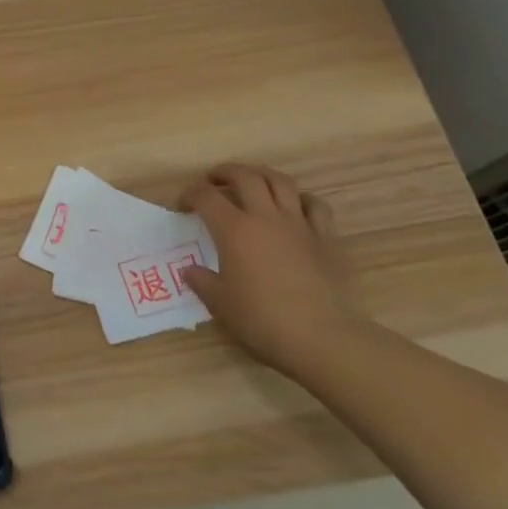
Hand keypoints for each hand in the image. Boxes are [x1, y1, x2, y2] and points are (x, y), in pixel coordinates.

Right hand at [179, 164, 354, 372]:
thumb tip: (190, 271)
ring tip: (252, 181)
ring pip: (281, 182)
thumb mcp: (220, 303)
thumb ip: (202, 281)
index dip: (190, 195)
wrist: (320, 336)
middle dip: (225, 172)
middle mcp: (265, 217)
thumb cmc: (262, 318)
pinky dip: (301, 199)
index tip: (182, 206)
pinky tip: (295, 206)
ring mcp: (299, 225)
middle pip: (245, 176)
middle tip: (214, 179)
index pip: (206, 197)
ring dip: (262, 174)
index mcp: (234, 230)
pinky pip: (315, 205)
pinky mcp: (325, 238)